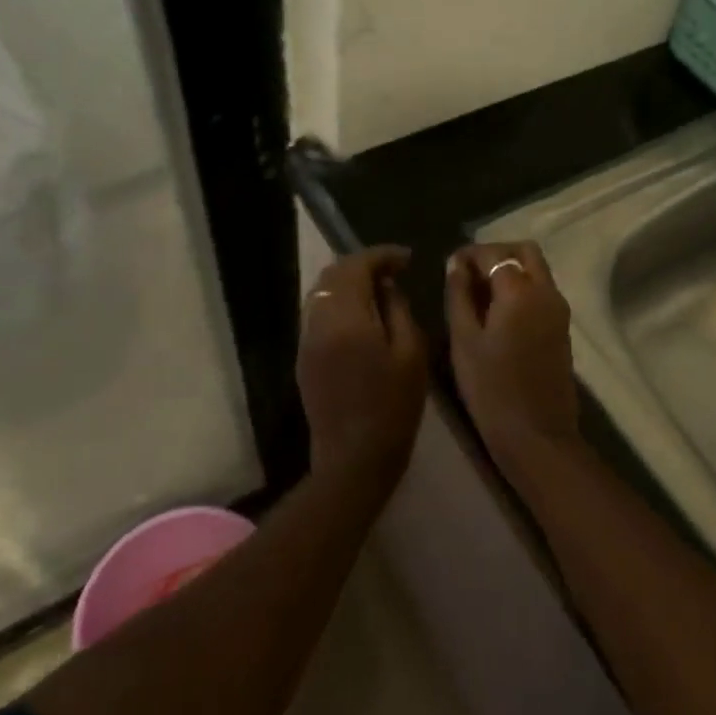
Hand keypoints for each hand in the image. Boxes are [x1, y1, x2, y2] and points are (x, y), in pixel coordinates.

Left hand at [298, 246, 426, 488]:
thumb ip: (399, 311)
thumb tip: (388, 287)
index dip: (381, 256)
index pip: (355, 266)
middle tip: (394, 271)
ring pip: (321, 294)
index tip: (407, 259)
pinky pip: (318, 314)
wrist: (354, 458)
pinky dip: (339, 303)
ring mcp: (306, 341)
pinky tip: (362, 316)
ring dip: (348, 283)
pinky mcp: (304, 359)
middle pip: (332, 275)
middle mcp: (317, 323)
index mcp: (345, 319)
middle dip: (363, 265)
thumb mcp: (411, 354)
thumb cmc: (393, 407)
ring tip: (380, 291)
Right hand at [445, 243, 579, 473]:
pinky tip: (497, 313)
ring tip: (479, 295)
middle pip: (525, 253)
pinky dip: (521, 289)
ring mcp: (559, 310)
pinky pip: (542, 292)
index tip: (449, 266)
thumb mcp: (464, 340)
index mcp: (520, 290)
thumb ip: (459, 295)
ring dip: (510, 271)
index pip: (494, 254)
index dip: (469, 254)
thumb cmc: (491, 388)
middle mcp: (546, 291)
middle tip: (469, 274)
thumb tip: (457, 264)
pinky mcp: (562, 329)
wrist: (536, 433)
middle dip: (496, 255)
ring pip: (537, 271)